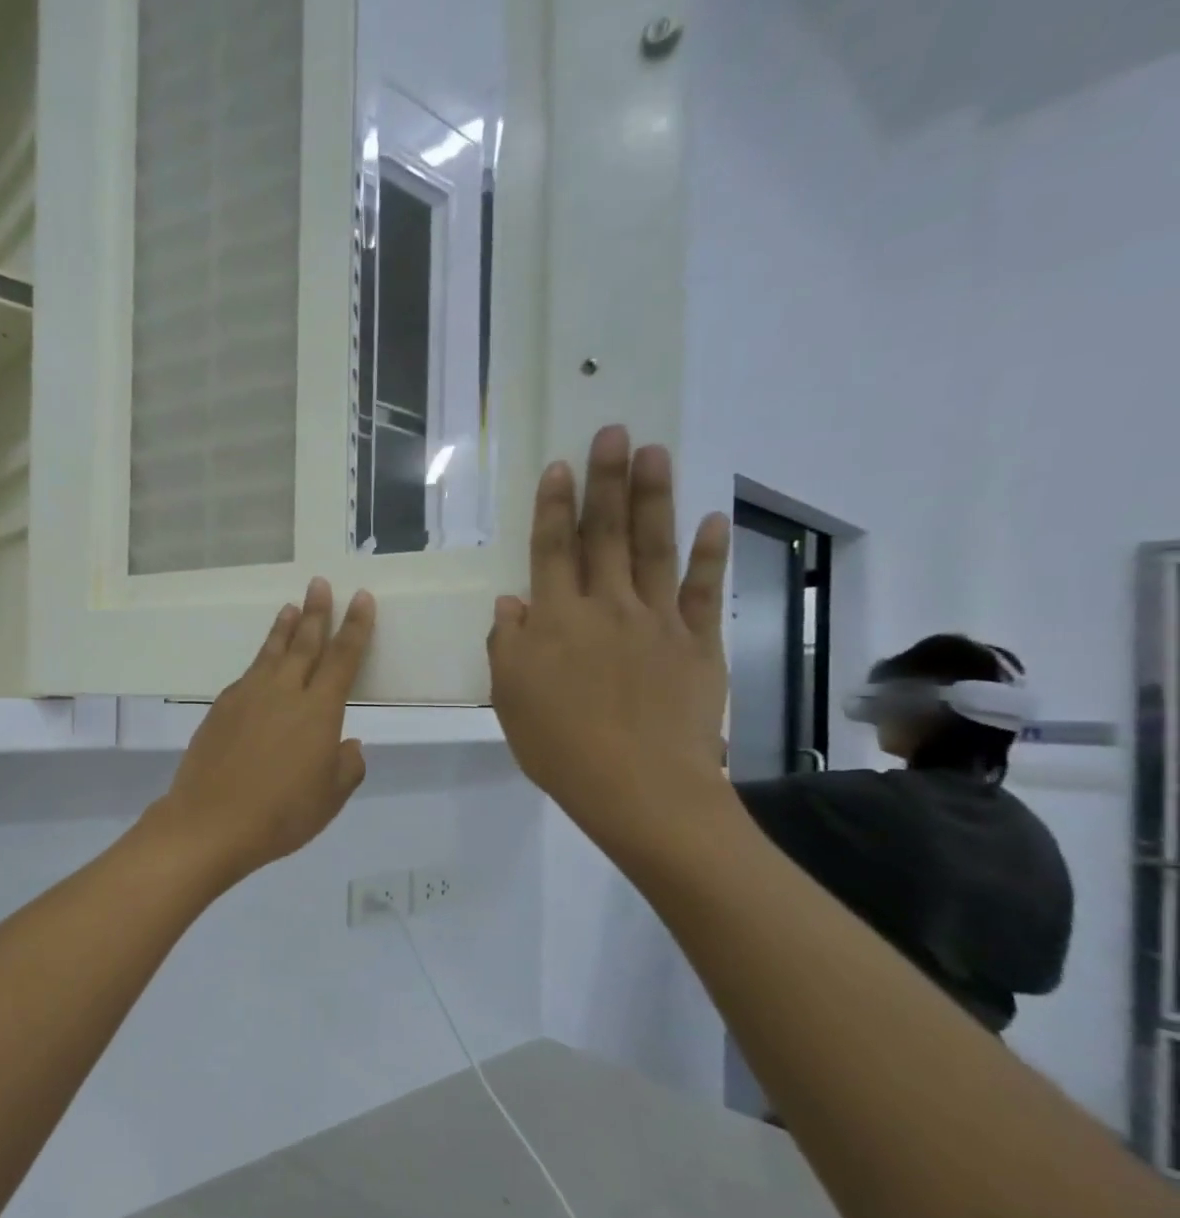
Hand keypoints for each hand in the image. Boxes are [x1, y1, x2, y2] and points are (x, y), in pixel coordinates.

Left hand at [149, 577, 374, 884]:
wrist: (210, 822)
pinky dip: (258, 662)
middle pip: (303, 643)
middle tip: (318, 583)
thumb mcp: (329, 798)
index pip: (342, 658)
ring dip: (282, 629)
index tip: (359, 597)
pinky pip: (246, 676)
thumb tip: (348, 744)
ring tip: (289, 608)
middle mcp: (283, 692)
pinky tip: (259, 666)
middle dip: (315, 612)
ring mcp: (247, 697)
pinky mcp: (220, 709)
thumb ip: (346, 767)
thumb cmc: (280, 814)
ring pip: (270, 653)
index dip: (354, 627)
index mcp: (318, 711)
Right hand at [488, 426, 732, 850]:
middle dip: (606, 482)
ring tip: (654, 452)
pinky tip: (710, 520)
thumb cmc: (560, 745)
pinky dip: (708, 554)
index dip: (555, 507)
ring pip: (655, 548)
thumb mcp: (510, 698)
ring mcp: (658, 621)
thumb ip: (508, 644)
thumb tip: (511, 603)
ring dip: (653, 498)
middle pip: (606, 535)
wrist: (639, 785)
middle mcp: (606, 606)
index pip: (553, 550)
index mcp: (556, 620)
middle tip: (613, 432)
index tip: (560, 467)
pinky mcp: (698, 642)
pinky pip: (703, 590)